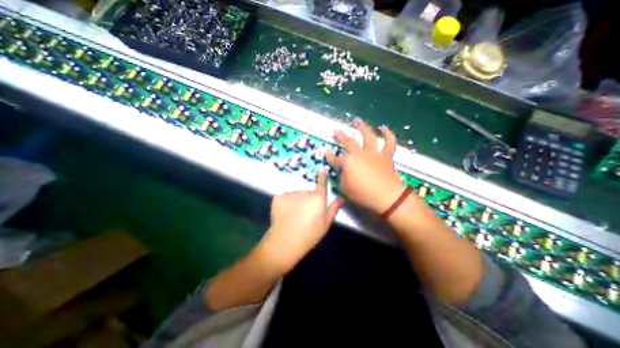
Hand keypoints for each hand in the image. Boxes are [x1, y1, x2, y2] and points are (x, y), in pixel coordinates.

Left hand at [259, 170, 340, 272]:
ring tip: (293, 216)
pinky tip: (285, 215)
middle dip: (306, 200)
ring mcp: (291, 193)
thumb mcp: (326, 223)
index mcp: (318, 198)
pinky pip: (285, 198)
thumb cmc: (310, 234)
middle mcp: (305, 192)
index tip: (321, 169)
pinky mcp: (279, 197)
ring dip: (295, 202)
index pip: (321, 183)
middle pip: (307, 192)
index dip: (322, 176)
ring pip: (295, 195)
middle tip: (304, 214)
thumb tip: (342, 198)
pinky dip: (285, 204)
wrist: (286, 242)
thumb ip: (334, 208)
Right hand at [325, 120, 407, 214]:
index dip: (330, 156)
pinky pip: (389, 142)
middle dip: (341, 136)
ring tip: (357, 121)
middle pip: (348, 142)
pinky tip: (383, 128)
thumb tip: (342, 171)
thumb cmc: (364, 195)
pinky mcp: (386, 156)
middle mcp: (360, 154)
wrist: (388, 198)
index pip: (336, 159)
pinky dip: (387, 134)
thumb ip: (342, 178)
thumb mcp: (346, 189)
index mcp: (348, 163)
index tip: (326, 151)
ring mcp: (374, 153)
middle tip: (336, 129)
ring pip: (368, 136)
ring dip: (362, 128)